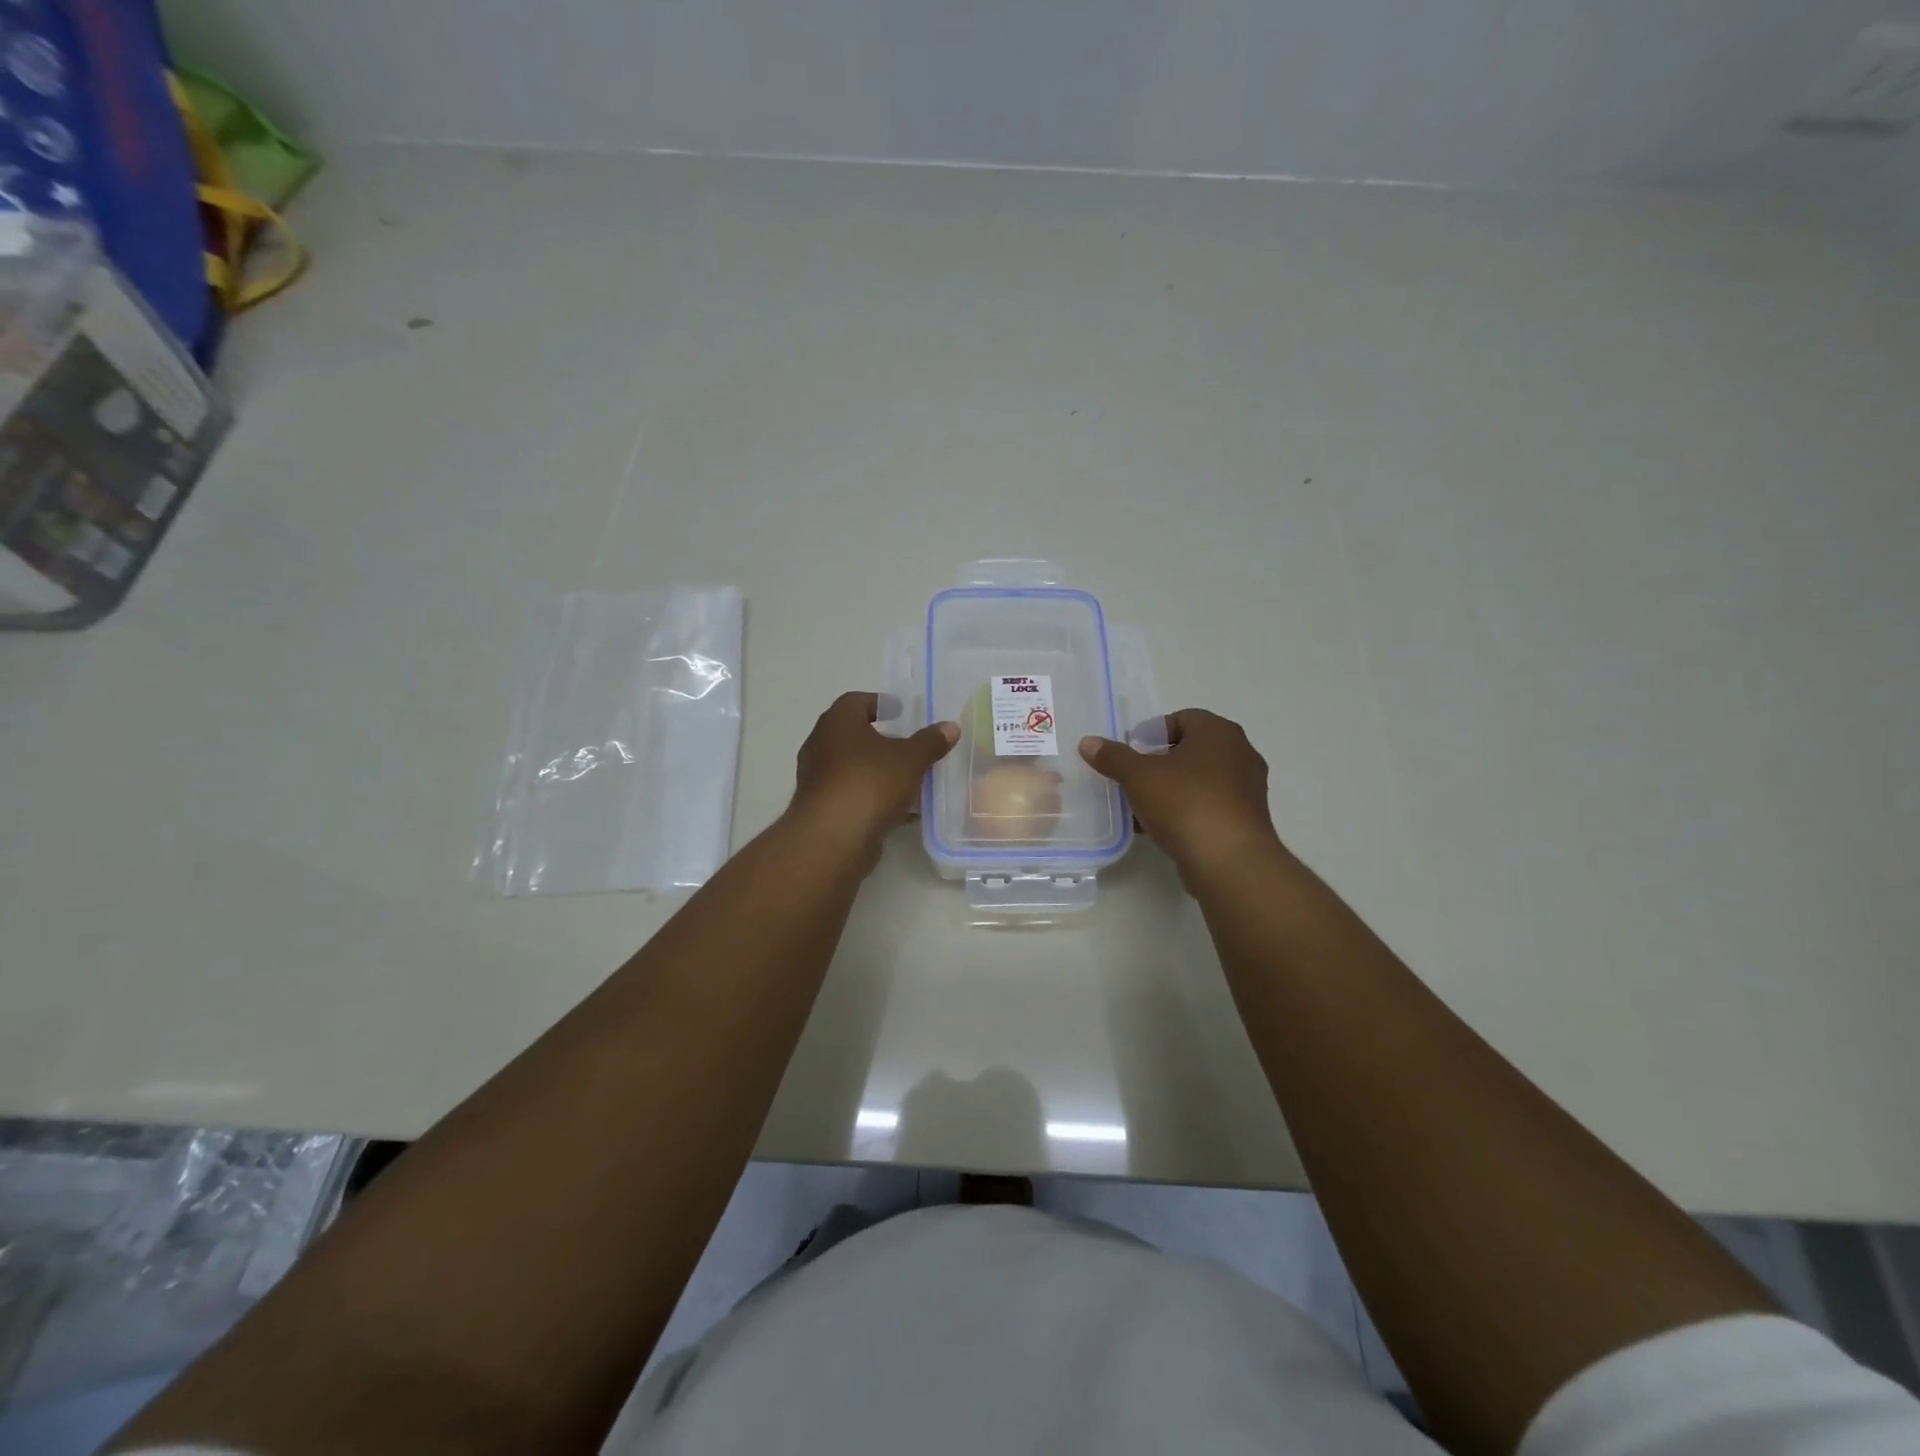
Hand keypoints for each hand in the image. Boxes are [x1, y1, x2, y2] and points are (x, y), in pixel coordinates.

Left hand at [790, 692, 958, 855]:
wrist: (834, 837)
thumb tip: (951, 727)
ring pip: (851, 766)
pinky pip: (851, 793)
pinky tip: (899, 808)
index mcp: (837, 722)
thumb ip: (930, 741)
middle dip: (880, 739)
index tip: (901, 712)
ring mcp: (817, 778)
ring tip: (907, 776)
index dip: (879, 703)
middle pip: (852, 734)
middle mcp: (820, 744)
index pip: (856, 701)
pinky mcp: (822, 808)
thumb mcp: (911, 759)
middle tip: (907, 743)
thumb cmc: (870, 782)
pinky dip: (872, 795)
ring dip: (876, 769)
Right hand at [1080, 709, 1283, 882]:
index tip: (1131, 753)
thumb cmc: (1185, 802)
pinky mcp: (1246, 820)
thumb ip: (1113, 757)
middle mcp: (1240, 753)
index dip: (1152, 733)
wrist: (1229, 861)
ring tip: (1140, 806)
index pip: (1181, 719)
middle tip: (1132, 778)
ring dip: (1170, 790)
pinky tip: (1159, 828)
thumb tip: (1088, 742)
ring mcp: (1247, 789)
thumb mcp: (1139, 776)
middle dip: (1158, 763)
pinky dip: (1185, 811)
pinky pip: (1208, 806)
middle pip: (1190, 750)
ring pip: (1199, 780)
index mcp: (1219, 732)